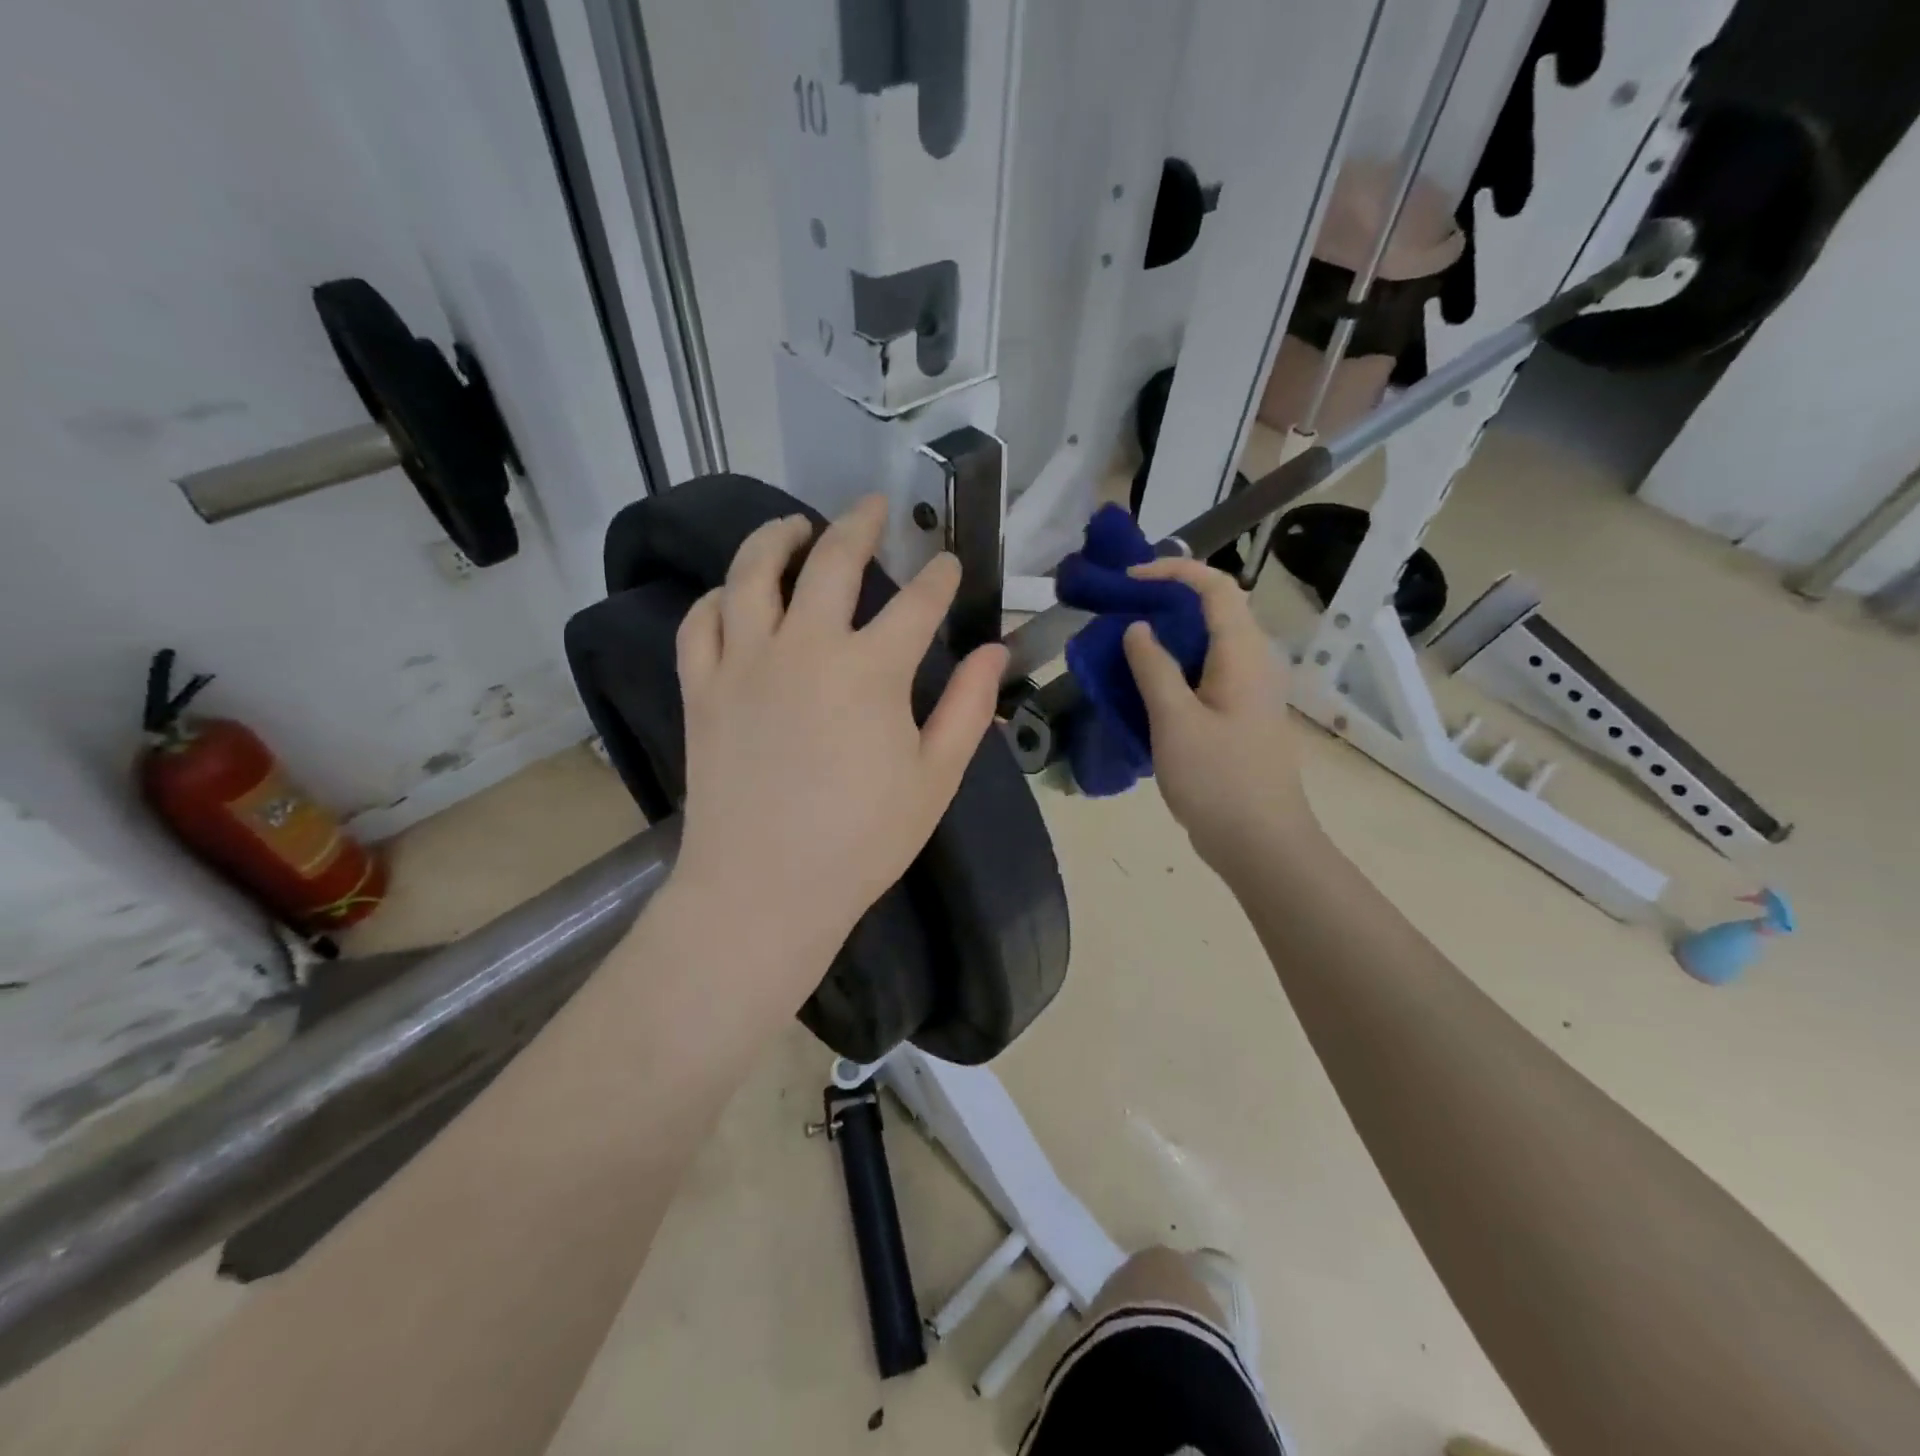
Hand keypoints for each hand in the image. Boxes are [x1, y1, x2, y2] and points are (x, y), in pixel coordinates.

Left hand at [671, 494, 1008, 993]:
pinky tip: (734, 594)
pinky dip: (719, 597)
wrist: (765, 889)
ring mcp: (744, 663)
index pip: (917, 603)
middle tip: (870, 507)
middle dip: (858, 524)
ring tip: (794, 526)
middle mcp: (804, 647)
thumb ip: (969, 708)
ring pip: (753, 573)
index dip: (940, 578)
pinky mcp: (702, 689)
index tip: (950, 565)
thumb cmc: (862, 842)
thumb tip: (995, 651)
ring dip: (777, 538)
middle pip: (832, 561)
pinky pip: (702, 622)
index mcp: (871, 671)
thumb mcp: (935, 778)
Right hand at [1121, 557, 1316, 874]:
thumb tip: (1139, 628)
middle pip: (1216, 610)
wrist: (1261, 842)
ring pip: (1210, 643)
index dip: (1173, 572)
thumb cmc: (1218, 779)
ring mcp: (1250, 691)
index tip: (1130, 580)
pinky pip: (1208, 673)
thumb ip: (1154, 668)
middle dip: (1168, 600)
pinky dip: (1177, 666)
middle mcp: (1254, 662)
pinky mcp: (1241, 716)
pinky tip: (1146, 685)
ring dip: (1170, 634)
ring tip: (1126, 642)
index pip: (1215, 588)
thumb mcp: (1175, 721)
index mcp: (1244, 654)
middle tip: (1121, 609)